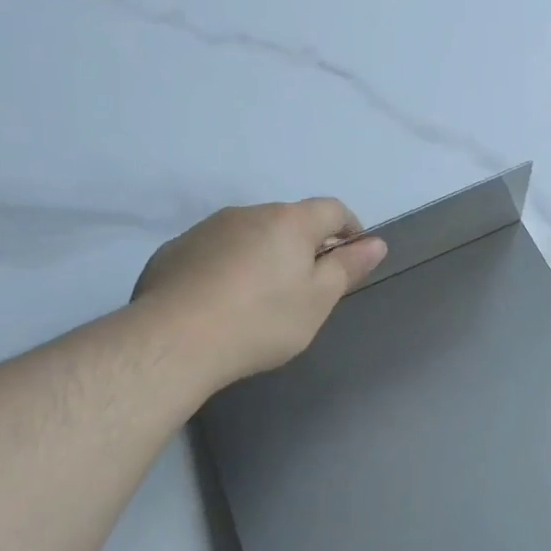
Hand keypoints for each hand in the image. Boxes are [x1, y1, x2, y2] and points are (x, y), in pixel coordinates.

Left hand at [134, 198, 386, 385]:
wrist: (174, 341)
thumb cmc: (262, 320)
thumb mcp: (318, 300)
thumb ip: (347, 267)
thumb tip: (375, 243)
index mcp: (289, 221)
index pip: (333, 209)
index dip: (351, 230)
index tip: (353, 259)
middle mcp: (247, 213)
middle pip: (289, 221)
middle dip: (305, 246)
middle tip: (307, 290)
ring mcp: (206, 229)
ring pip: (250, 235)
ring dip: (264, 256)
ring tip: (260, 300)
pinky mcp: (174, 251)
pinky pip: (215, 252)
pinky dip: (228, 268)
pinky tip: (222, 304)